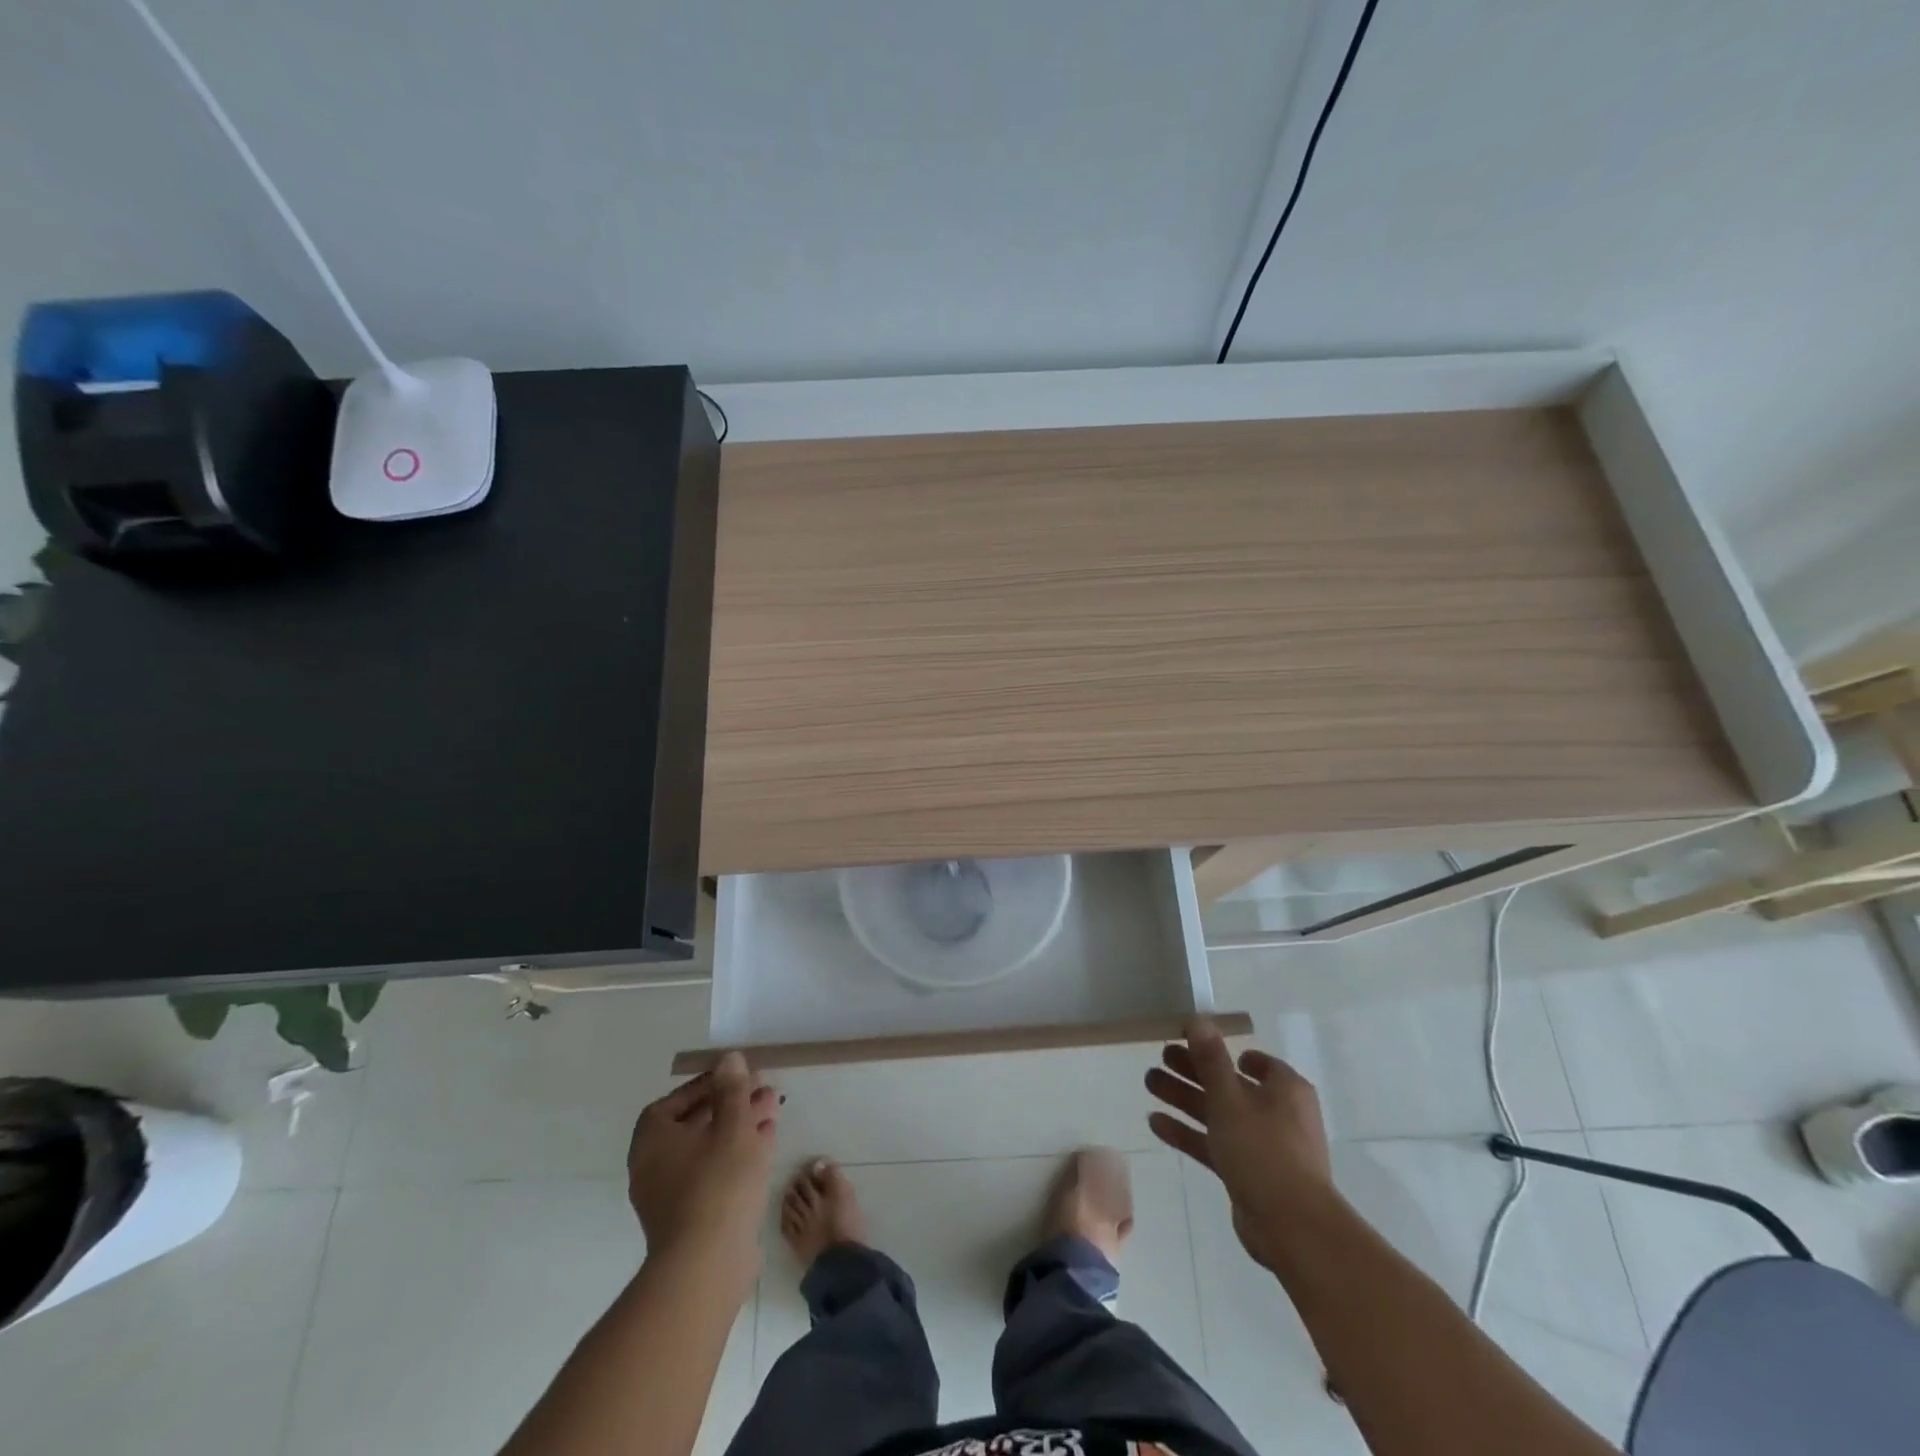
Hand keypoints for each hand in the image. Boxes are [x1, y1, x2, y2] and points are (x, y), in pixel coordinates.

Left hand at [627, 1052, 779, 1284]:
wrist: (707, 1265)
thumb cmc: (717, 1183)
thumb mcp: (732, 1125)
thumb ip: (732, 1090)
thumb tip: (728, 1059)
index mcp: (653, 1139)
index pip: (676, 1100)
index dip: (708, 1084)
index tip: (737, 1076)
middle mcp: (654, 1165)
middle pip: (696, 1122)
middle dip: (732, 1103)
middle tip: (764, 1090)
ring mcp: (671, 1194)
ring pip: (709, 1147)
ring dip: (740, 1126)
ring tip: (773, 1110)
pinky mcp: (691, 1216)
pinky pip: (714, 1172)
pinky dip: (738, 1153)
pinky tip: (767, 1141)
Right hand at [1145, 1019, 1333, 1268]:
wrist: (1292, 1227)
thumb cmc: (1264, 1150)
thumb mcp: (1231, 1098)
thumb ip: (1211, 1059)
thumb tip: (1198, 1018)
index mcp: (1284, 1089)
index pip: (1252, 1061)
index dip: (1221, 1049)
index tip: (1189, 1041)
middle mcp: (1277, 1112)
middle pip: (1228, 1084)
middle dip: (1192, 1071)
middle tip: (1159, 1058)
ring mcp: (1262, 1144)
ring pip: (1217, 1113)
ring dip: (1184, 1098)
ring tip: (1149, 1083)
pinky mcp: (1248, 1172)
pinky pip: (1214, 1143)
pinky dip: (1188, 1132)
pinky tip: (1156, 1122)